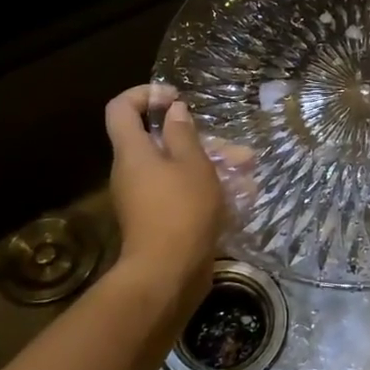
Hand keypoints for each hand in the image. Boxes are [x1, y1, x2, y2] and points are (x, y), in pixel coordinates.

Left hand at [104, 85, 228, 310]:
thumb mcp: (192, 164)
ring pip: (177, 168)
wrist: (168, 274)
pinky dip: (207, 189)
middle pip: (159, 140)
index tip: (175, 97)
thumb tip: (173, 111)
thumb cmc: (181, 210)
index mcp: (132, 152)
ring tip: (248, 173)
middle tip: (234, 148)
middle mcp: (132, 171)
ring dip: (212, 165)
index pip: (121, 108)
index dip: (144, 94)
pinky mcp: (160, 219)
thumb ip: (183, 133)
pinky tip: (241, 197)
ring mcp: (145, 197)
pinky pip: (181, 192)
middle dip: (200, 139)